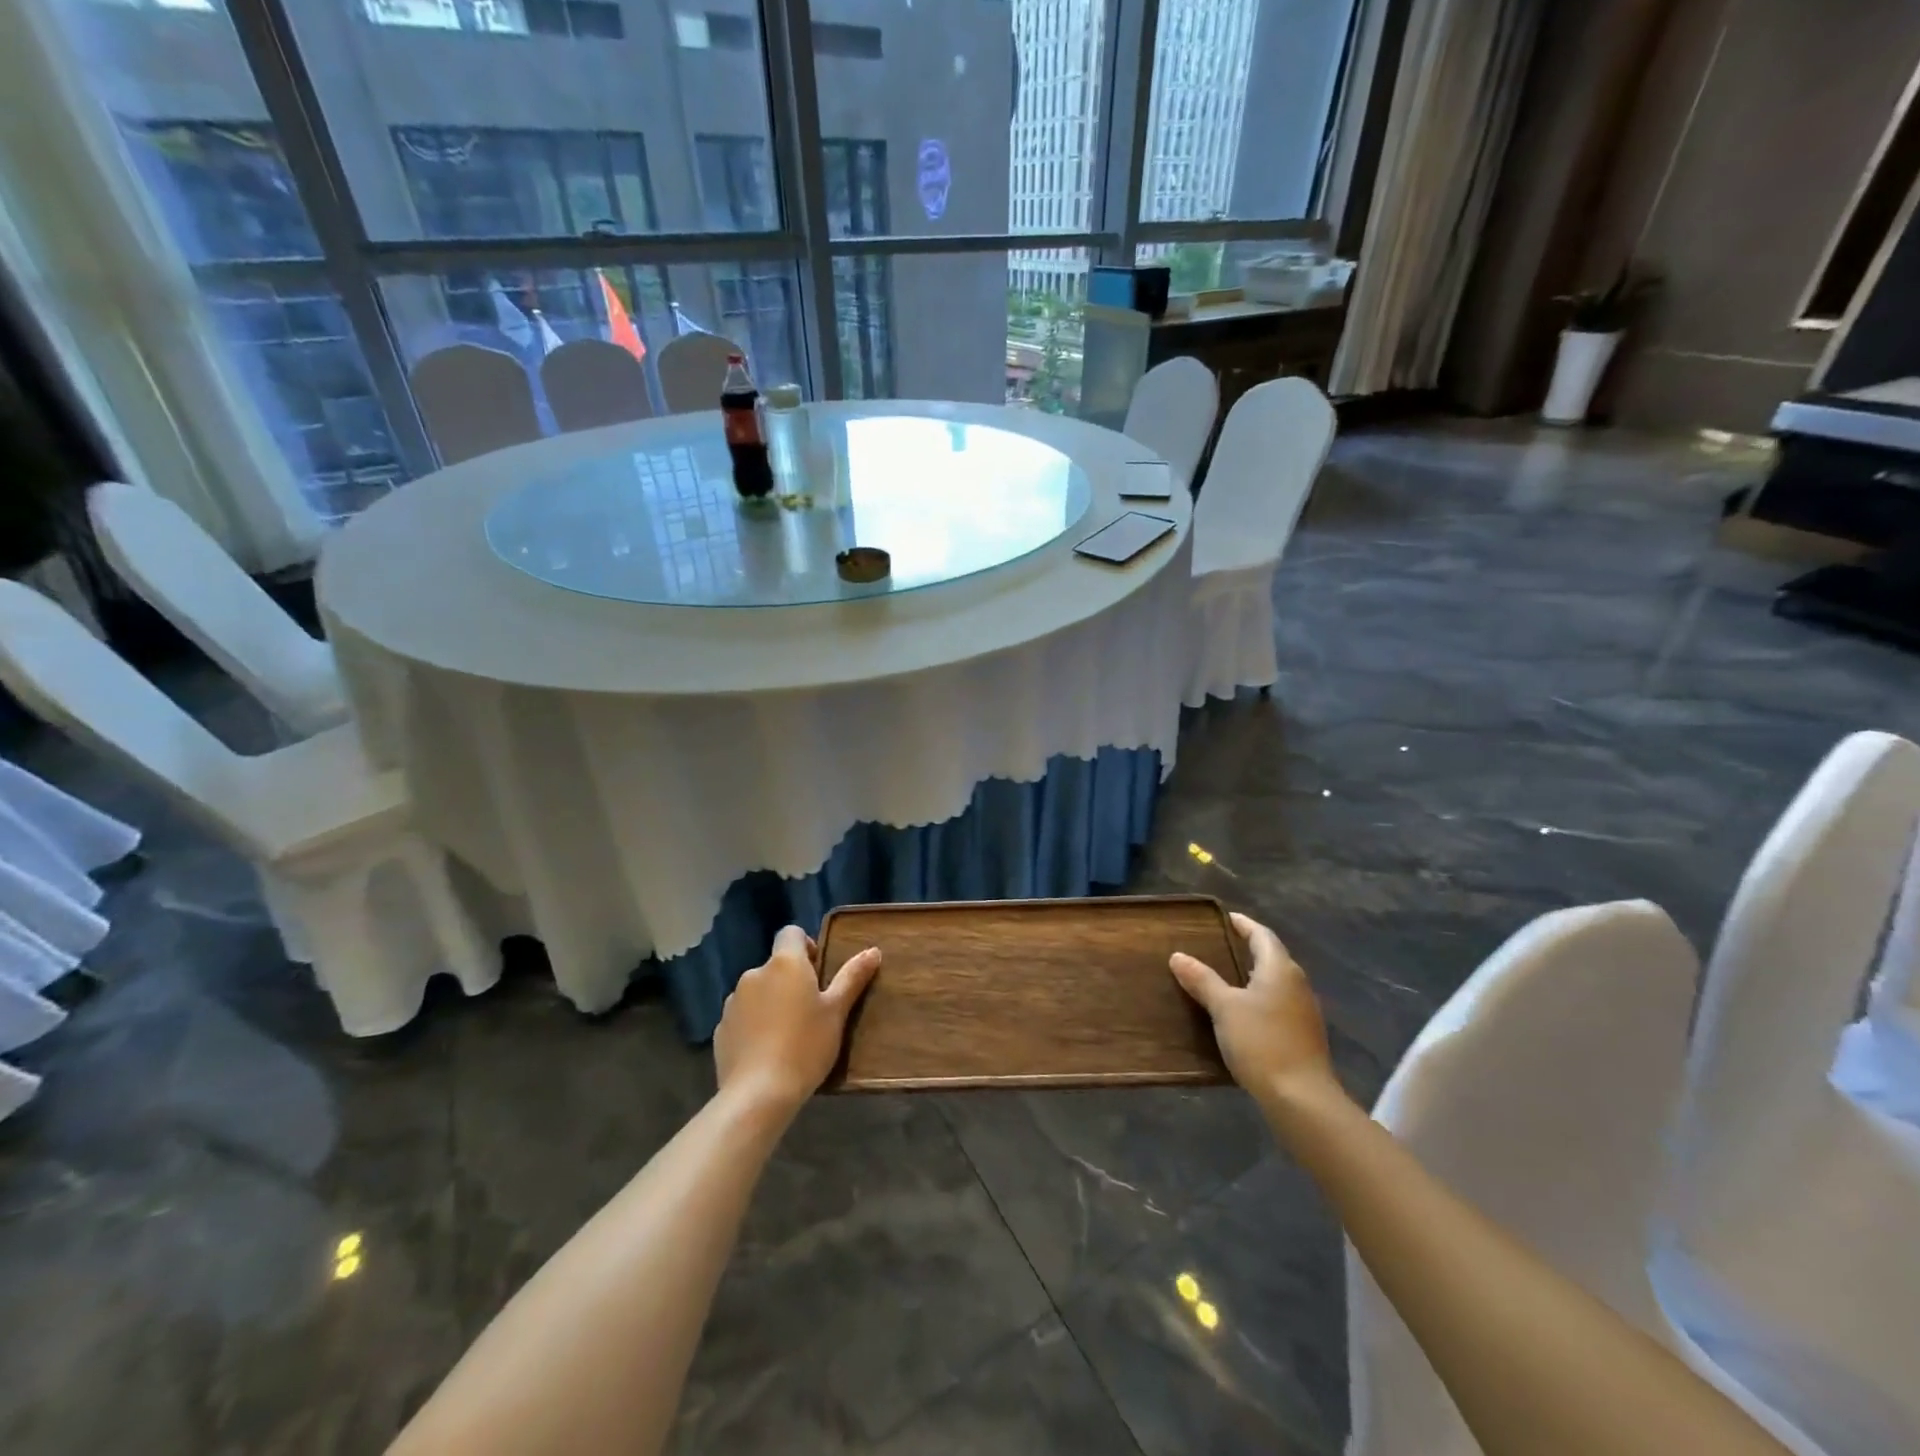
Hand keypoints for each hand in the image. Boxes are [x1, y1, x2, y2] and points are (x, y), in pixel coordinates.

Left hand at [714, 925, 880, 1115]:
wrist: (758, 1095)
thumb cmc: (805, 1046)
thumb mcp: (837, 1012)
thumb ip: (852, 977)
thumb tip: (873, 951)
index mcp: (784, 963)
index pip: (790, 933)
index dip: (806, 946)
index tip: (819, 973)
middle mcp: (754, 974)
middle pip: (775, 965)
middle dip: (791, 980)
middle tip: (810, 1010)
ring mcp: (732, 1002)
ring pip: (758, 992)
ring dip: (771, 1002)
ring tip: (787, 1035)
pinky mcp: (720, 1029)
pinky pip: (742, 1017)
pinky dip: (754, 1025)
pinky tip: (766, 1051)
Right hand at [1170, 912, 1337, 1104]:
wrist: (1302, 1098)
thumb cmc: (1261, 1042)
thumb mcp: (1224, 1008)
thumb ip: (1202, 980)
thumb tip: (1178, 956)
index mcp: (1279, 969)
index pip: (1262, 935)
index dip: (1244, 925)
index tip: (1227, 918)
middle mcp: (1297, 983)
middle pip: (1273, 957)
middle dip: (1250, 949)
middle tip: (1222, 946)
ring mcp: (1305, 1011)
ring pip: (1278, 982)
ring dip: (1255, 976)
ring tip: (1228, 977)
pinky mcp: (1305, 1035)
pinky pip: (1280, 1004)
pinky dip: (1262, 998)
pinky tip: (1245, 1012)